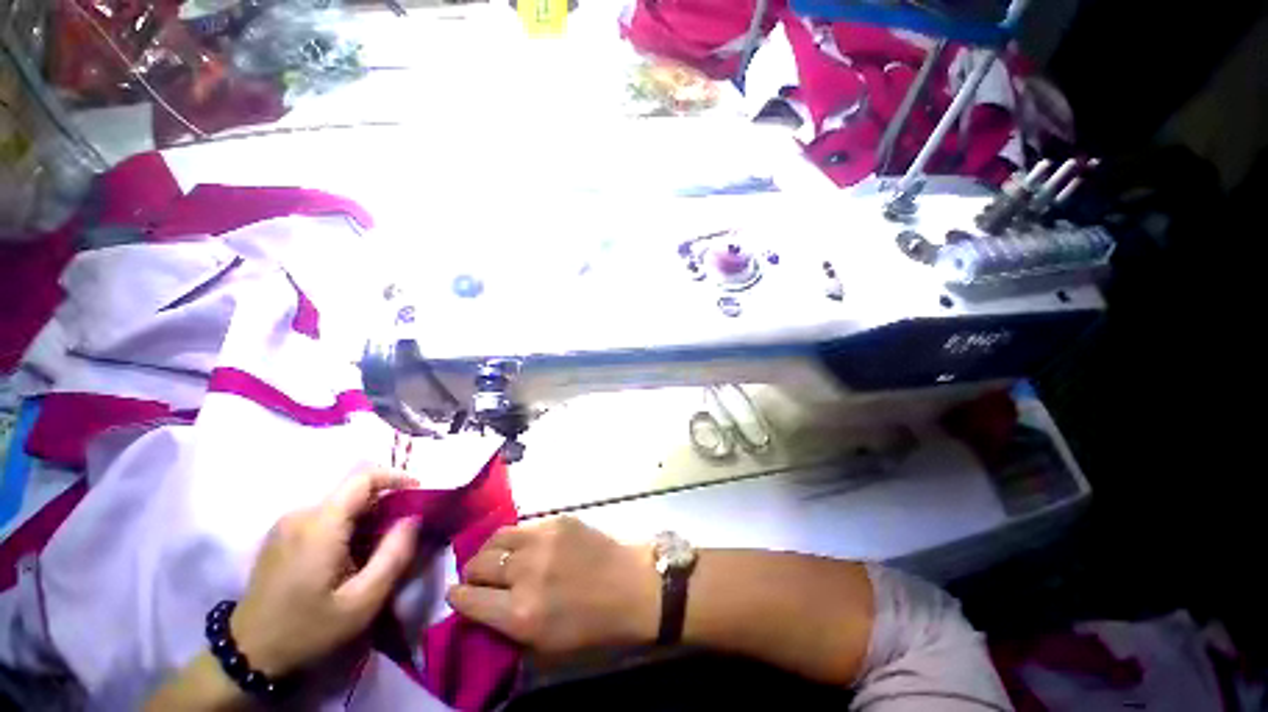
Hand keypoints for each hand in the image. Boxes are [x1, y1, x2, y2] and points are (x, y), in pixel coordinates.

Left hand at [230, 469, 420, 676]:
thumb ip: (393, 555)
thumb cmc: (307, 630)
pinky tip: (350, 555)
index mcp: (319, 525)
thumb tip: (414, 518)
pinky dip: (348, 525)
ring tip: (378, 548)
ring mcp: (286, 524)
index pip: (363, 477)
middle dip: (385, 503)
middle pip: (354, 491)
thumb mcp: (361, 602)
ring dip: (367, 516)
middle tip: (402, 532)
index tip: (418, 494)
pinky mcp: (281, 535)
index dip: (396, 477)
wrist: (247, 655)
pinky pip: (324, 516)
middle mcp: (300, 514)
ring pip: (340, 504)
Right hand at [446, 517, 659, 653]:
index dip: (457, 597)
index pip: (468, 599)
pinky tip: (523, 545)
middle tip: (478, 576)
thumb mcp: (542, 644)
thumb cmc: (590, 626)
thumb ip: (505, 625)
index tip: (456, 594)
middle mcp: (526, 572)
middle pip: (478, 564)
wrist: (630, 587)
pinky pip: (523, 526)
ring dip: (490, 550)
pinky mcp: (558, 521)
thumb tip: (479, 605)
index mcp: (520, 613)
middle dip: (471, 572)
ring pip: (497, 538)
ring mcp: (543, 540)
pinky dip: (516, 538)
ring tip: (495, 557)